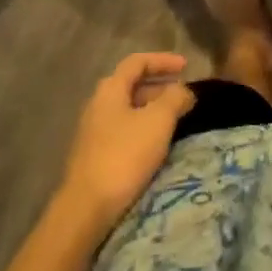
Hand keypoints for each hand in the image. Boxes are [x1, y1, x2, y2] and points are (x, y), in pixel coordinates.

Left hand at [56, 53, 196, 236]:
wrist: (85, 210)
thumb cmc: (124, 155)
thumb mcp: (158, 121)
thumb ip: (175, 98)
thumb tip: (184, 90)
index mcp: (110, 89)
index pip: (138, 62)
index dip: (163, 60)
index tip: (186, 66)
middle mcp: (98, 104)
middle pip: (132, 85)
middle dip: (160, 87)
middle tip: (183, 97)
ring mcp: (93, 132)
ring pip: (128, 110)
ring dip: (152, 110)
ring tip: (174, 121)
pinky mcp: (93, 157)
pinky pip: (123, 131)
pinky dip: (142, 129)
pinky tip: (155, 146)